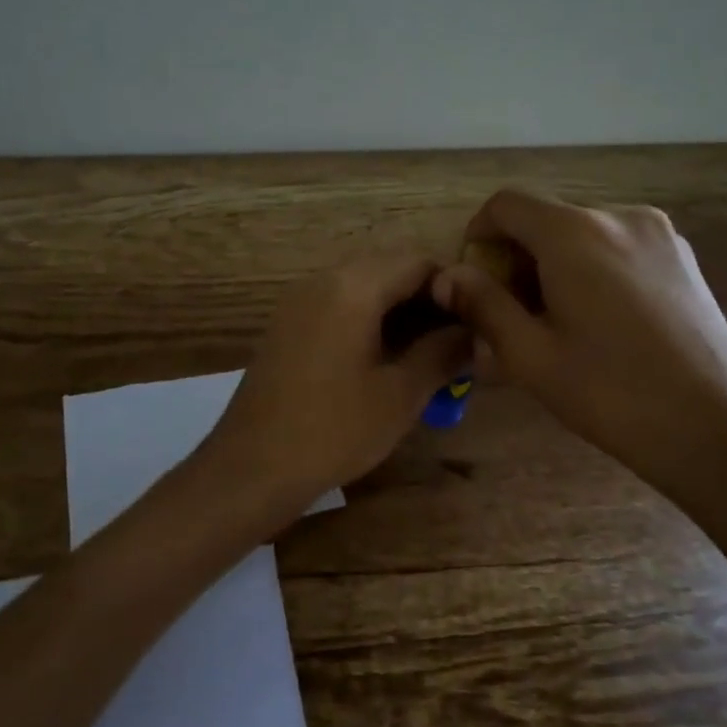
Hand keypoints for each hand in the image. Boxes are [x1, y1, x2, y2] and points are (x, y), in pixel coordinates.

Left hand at [203, 253, 471, 519]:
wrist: (252, 466)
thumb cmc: (333, 430)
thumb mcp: (400, 395)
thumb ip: (442, 353)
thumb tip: (474, 333)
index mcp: (352, 287)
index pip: (417, 260)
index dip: (453, 286)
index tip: (474, 323)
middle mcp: (322, 280)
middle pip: (388, 267)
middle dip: (426, 298)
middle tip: (452, 341)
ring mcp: (299, 300)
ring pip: (362, 285)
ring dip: (397, 309)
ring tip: (424, 353)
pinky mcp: (287, 323)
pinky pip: (337, 303)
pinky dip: (367, 318)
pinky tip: (383, 358)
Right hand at [432, 189, 726, 516]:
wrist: (719, 430)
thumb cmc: (612, 394)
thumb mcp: (530, 355)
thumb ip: (483, 305)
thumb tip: (447, 277)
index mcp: (574, 233)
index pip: (506, 204)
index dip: (478, 235)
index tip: (474, 281)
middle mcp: (618, 216)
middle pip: (545, 219)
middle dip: (516, 258)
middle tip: (510, 314)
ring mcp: (658, 235)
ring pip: (581, 234)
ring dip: (553, 265)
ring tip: (554, 323)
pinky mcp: (682, 258)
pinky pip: (616, 247)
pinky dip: (590, 269)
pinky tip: (598, 322)